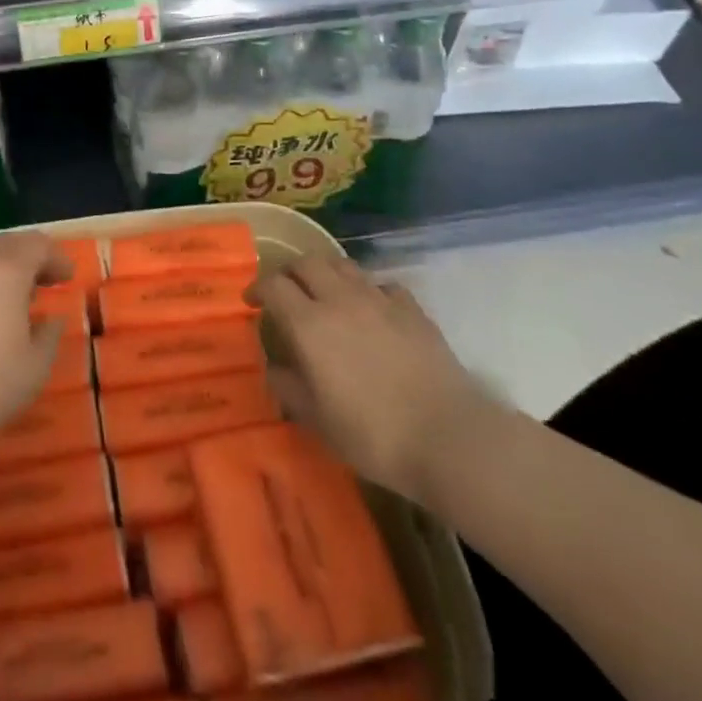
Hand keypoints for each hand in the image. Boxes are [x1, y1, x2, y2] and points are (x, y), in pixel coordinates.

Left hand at [0, 231, 70, 463]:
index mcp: (6, 270)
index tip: (67, 277)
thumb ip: (50, 334)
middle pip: (8, 243)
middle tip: (45, 281)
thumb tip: (51, 318)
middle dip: (30, 257)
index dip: (56, 257)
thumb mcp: (35, 367)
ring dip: (2, 267)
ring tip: (14, 296)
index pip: (38, 244)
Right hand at [255, 254, 491, 501]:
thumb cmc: (373, 434)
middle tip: (285, 292)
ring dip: (326, 273)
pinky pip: (381, 285)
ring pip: (343, 265)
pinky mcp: (412, 309)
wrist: (448, 438)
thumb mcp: (317, 420)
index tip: (252, 302)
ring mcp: (379, 300)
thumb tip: (274, 367)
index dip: (257, 288)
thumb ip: (288, 387)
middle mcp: (340, 299)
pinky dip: (367, 290)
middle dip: (289, 272)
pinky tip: (371, 311)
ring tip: (324, 295)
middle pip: (307, 262)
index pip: (273, 285)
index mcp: (309, 323)